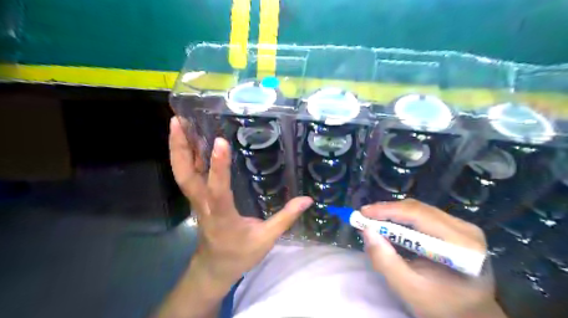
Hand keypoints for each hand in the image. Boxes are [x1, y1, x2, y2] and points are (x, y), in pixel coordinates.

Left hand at [169, 118, 309, 289]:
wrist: (214, 267)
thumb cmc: (239, 254)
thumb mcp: (265, 240)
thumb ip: (285, 218)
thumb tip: (307, 199)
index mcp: (222, 216)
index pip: (218, 190)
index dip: (219, 167)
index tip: (221, 142)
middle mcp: (205, 205)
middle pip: (185, 176)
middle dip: (180, 148)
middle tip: (178, 121)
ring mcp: (197, 202)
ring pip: (182, 174)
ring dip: (178, 148)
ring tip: (178, 123)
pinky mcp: (197, 199)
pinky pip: (188, 176)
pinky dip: (185, 156)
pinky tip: (190, 142)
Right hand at [364, 200, 504, 317]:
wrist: (471, 316)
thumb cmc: (442, 307)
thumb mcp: (409, 289)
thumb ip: (386, 261)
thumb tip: (366, 231)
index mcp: (462, 246)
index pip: (419, 216)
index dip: (388, 210)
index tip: (363, 213)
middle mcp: (466, 229)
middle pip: (418, 209)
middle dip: (387, 211)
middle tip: (364, 217)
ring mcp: (463, 227)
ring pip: (419, 210)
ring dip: (393, 213)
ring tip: (373, 220)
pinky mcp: (457, 228)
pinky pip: (423, 215)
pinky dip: (402, 218)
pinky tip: (390, 225)